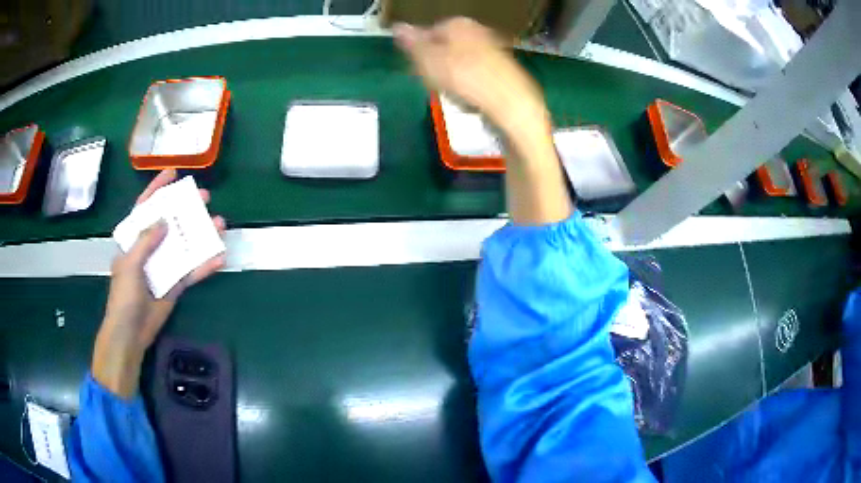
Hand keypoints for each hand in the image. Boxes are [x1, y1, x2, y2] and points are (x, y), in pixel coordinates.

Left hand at [92, 169, 225, 397]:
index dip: (157, 189)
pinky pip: (192, 272)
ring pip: (185, 245)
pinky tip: (219, 258)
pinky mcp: (175, 284)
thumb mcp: (130, 265)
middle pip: (170, 223)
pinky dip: (205, 266)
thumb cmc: (124, 296)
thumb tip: (164, 220)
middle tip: (204, 197)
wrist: (131, 333)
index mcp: (134, 240)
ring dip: (201, 235)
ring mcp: (163, 266)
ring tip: (220, 223)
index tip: (173, 173)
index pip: (145, 208)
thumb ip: (145, 241)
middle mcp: (150, 249)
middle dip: (186, 209)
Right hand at [393, 17, 549, 138]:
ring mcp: (495, 50)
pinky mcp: (506, 71)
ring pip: (462, 62)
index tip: (416, 70)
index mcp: (458, 23)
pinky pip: (478, 76)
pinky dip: (471, 86)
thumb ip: (411, 43)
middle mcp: (479, 31)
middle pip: (447, 46)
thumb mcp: (427, 59)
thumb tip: (398, 26)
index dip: (419, 52)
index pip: (428, 32)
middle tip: (432, 84)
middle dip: (437, 64)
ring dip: (453, 77)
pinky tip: (471, 100)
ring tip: (452, 94)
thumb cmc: (464, 78)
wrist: (511, 104)